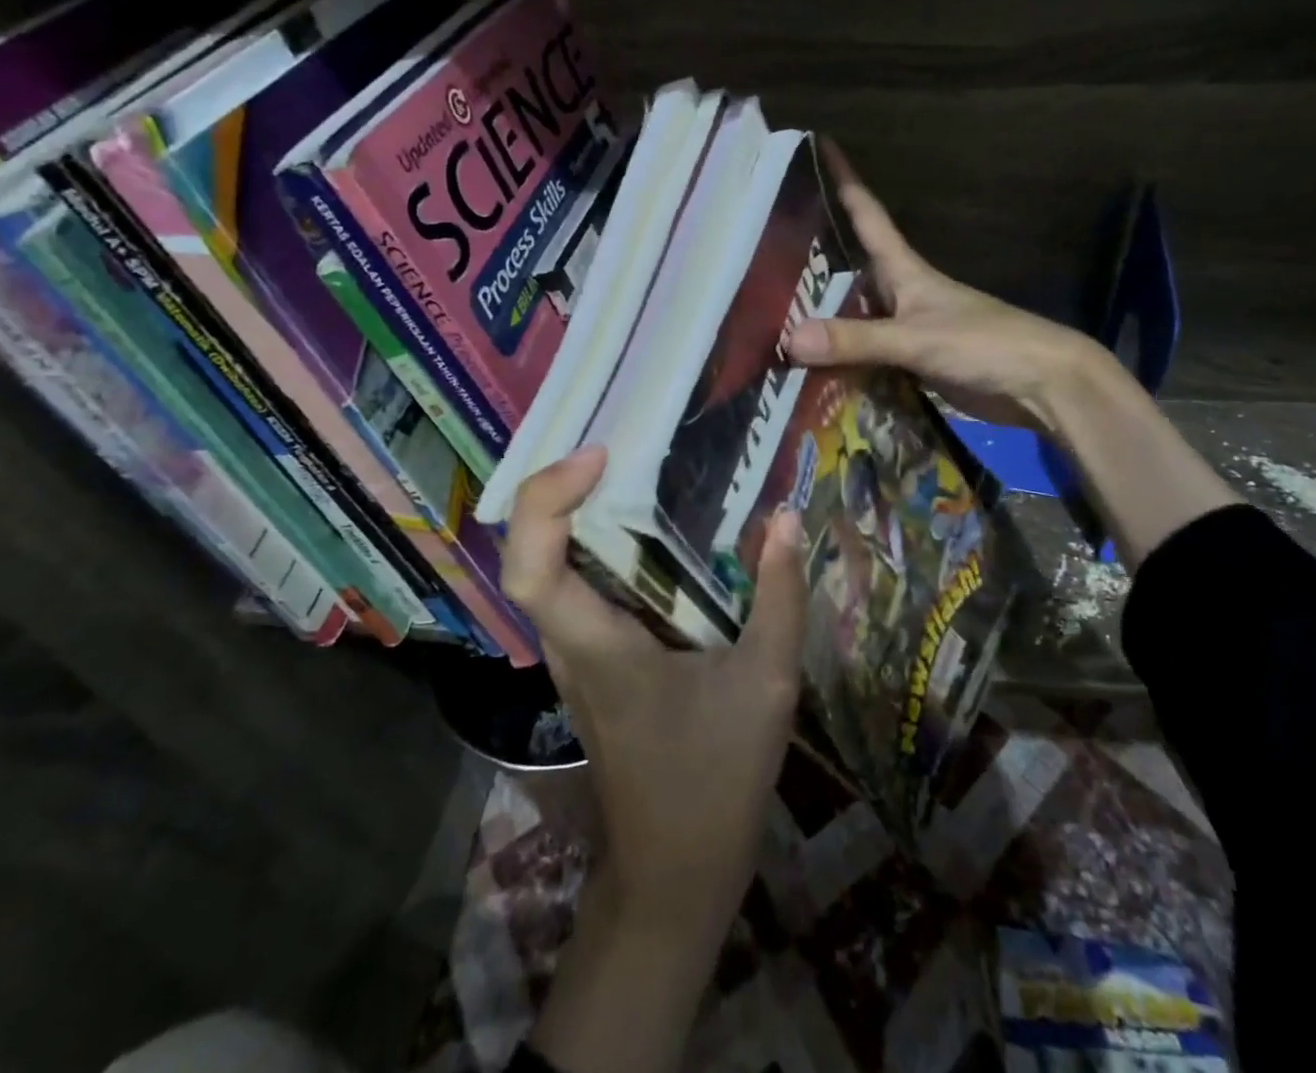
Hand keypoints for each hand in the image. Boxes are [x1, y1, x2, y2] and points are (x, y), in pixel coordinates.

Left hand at [503, 445, 809, 1072]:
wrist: (674, 870)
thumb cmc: (715, 780)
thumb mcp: (767, 684)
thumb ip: (780, 598)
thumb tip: (788, 518)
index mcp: (598, 646)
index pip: (531, 565)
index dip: (546, 500)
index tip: (598, 456)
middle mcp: (569, 642)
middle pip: (528, 552)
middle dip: (557, 488)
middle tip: (617, 446)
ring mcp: (572, 653)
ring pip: (546, 566)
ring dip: (572, 512)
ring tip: (629, 469)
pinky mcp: (589, 660)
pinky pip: (575, 585)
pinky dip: (593, 544)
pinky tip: (644, 529)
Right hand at [787, 143, 1103, 434]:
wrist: (1040, 385)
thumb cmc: (985, 344)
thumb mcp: (917, 338)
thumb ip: (857, 339)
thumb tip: (791, 339)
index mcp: (906, 272)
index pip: (869, 216)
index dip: (846, 182)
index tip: (822, 146)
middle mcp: (902, 295)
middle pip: (851, 269)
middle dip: (814, 260)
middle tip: (767, 254)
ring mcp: (908, 330)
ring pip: (854, 316)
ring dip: (822, 317)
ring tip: (773, 317)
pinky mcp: (913, 363)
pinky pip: (864, 355)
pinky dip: (839, 360)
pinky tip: (811, 368)